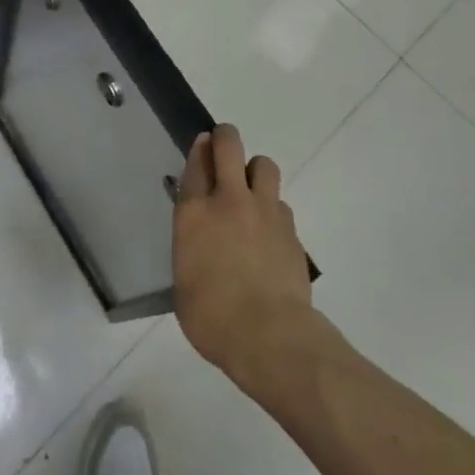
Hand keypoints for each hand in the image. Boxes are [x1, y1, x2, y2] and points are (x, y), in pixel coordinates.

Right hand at [173, 124, 312, 388]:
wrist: (269, 336)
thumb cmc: (211, 316)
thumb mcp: (183, 278)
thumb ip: (190, 246)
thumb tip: (199, 240)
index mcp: (194, 212)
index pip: (196, 162)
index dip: (199, 149)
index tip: (202, 145)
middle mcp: (229, 200)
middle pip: (229, 145)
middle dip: (225, 138)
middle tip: (223, 147)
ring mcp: (264, 211)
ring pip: (264, 165)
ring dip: (255, 171)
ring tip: (250, 192)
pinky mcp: (291, 230)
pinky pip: (281, 203)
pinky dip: (273, 209)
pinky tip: (269, 232)